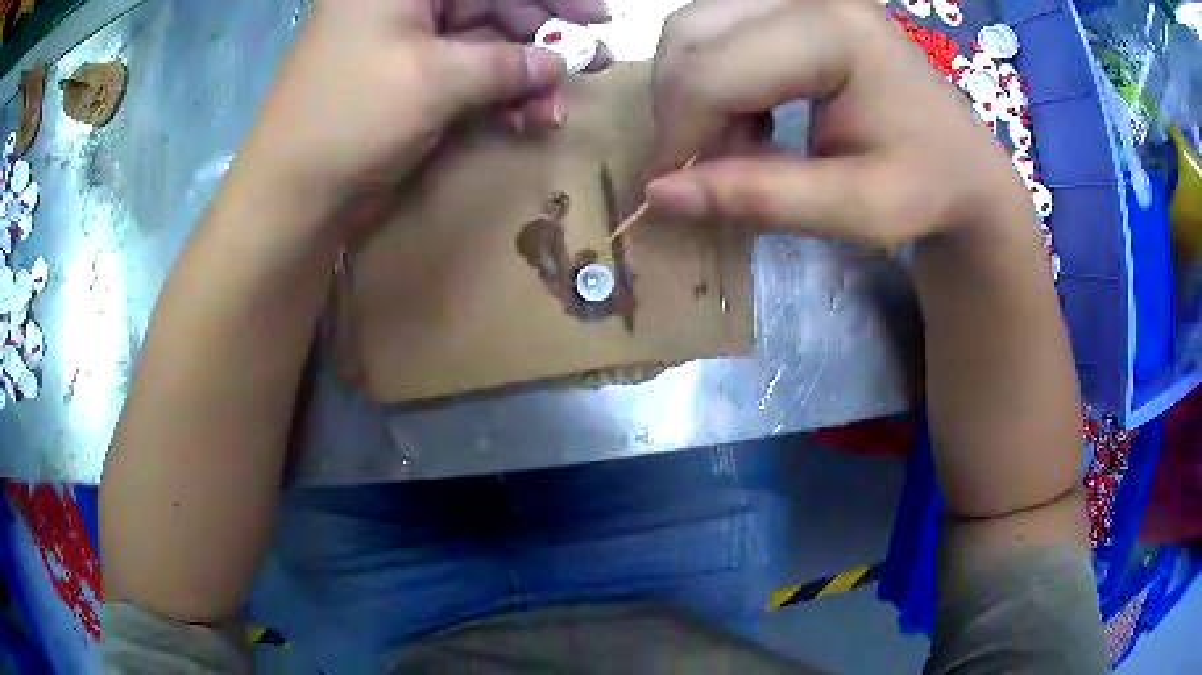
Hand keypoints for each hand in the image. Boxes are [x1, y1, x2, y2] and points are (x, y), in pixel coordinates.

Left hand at [236, 0, 608, 222]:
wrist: (291, 194)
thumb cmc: (351, 118)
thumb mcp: (436, 80)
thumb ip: (508, 63)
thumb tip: (561, 62)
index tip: (596, 17)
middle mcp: (402, 1)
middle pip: (491, 4)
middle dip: (541, 38)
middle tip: (589, 65)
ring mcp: (404, 39)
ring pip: (483, 41)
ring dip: (523, 75)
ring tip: (551, 110)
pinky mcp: (406, 75)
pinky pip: (464, 71)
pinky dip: (496, 93)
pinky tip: (522, 117)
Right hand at [644, 0, 1029, 247]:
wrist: (964, 163)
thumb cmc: (926, 188)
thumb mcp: (856, 210)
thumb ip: (760, 198)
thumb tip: (659, 195)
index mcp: (834, 33)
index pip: (714, 71)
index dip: (677, 135)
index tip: (670, 192)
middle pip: (689, 35)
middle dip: (681, 110)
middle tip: (715, 167)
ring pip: (691, 28)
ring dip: (693, 93)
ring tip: (744, 142)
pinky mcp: (792, 4)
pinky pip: (714, 30)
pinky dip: (712, 79)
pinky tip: (754, 115)